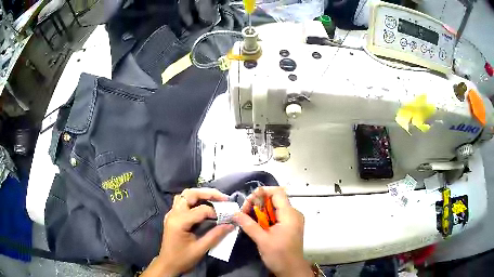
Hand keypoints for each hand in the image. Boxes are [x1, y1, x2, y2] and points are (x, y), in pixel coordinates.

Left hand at [142, 188, 233, 276]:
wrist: (168, 264)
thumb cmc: (183, 258)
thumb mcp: (200, 249)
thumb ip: (215, 235)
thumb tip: (230, 224)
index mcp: (179, 221)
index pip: (201, 210)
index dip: (216, 212)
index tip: (228, 217)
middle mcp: (174, 213)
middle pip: (190, 194)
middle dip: (208, 193)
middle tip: (223, 198)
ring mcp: (171, 214)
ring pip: (185, 195)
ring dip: (200, 194)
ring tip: (214, 199)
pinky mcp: (172, 216)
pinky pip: (182, 201)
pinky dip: (194, 200)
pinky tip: (202, 205)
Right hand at [233, 187, 312, 276]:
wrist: (291, 269)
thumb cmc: (279, 255)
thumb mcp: (262, 240)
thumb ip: (249, 224)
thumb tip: (235, 213)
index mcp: (290, 215)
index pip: (278, 193)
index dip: (263, 191)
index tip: (249, 199)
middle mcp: (293, 214)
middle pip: (275, 200)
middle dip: (258, 203)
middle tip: (244, 211)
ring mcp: (292, 220)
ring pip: (275, 208)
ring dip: (260, 211)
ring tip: (247, 217)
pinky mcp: (289, 226)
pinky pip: (277, 216)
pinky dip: (265, 217)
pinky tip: (256, 224)